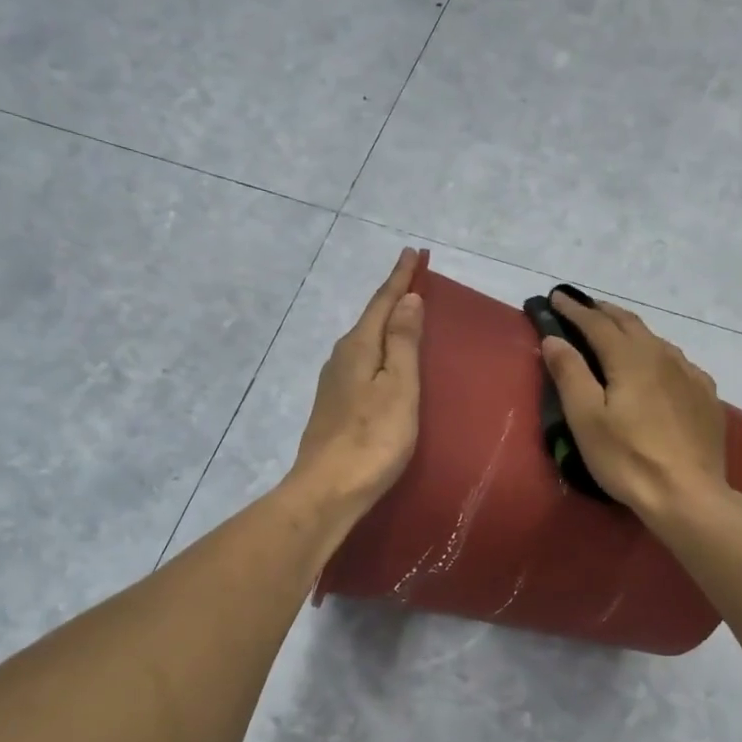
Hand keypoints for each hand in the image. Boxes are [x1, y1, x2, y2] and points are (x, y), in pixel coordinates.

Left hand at [288, 247, 425, 520]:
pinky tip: (384, 362)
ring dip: (384, 325)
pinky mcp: (334, 407)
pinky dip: (378, 352)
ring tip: (404, 316)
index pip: (383, 302)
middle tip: (413, 279)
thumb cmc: (372, 439)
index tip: (412, 252)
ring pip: (364, 342)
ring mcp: (333, 384)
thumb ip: (403, 342)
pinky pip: (361, 364)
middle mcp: (341, 358)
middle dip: (392, 298)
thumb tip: (407, 300)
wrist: (327, 490)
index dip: (400, 278)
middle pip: (370, 319)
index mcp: (358, 347)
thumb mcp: (398, 387)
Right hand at [541, 290, 727, 519]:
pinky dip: (656, 353)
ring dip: (630, 330)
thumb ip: (570, 373)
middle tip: (582, 307)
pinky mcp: (705, 396)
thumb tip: (554, 338)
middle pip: (629, 323)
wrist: (688, 495)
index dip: (574, 309)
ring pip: (656, 340)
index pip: (596, 323)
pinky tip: (657, 365)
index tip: (556, 298)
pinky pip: (677, 362)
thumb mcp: (586, 419)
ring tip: (614, 331)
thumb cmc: (628, 458)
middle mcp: (663, 356)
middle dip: (602, 312)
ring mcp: (690, 375)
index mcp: (631, 358)